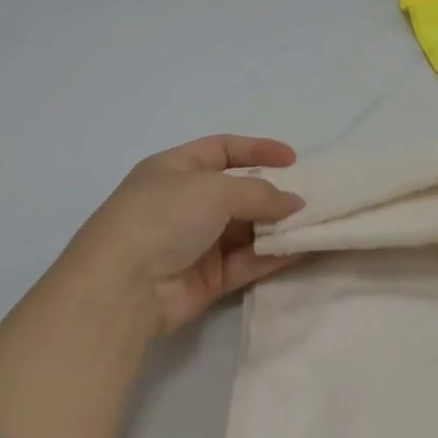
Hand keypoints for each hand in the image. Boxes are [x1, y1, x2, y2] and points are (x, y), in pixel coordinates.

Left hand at [63, 135, 305, 333]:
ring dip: (277, 226)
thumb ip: (259, 193)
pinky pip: (246, 261)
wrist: (123, 288)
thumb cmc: (163, 217)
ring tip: (314, 222)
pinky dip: (272, 255)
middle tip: (310, 195)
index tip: (293, 158)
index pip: (222, 149)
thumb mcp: (213, 189)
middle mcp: (184, 203)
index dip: (257, 150)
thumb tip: (295, 203)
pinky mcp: (206, 279)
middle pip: (237, 191)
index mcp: (174, 169)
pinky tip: (302, 249)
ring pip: (245, 229)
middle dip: (272, 193)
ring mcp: (194, 242)